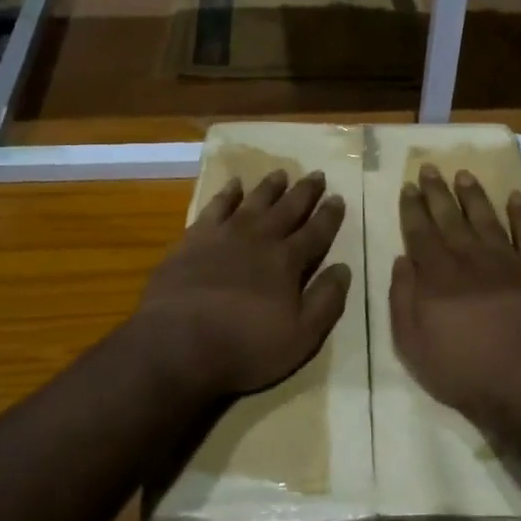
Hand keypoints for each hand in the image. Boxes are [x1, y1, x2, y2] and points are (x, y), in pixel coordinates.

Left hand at [133, 169, 351, 401]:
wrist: (177, 343)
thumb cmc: (244, 347)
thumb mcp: (301, 337)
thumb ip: (326, 301)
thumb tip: (343, 268)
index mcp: (287, 262)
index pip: (316, 232)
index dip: (329, 216)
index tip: (338, 197)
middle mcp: (259, 239)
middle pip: (288, 209)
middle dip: (305, 192)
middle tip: (316, 174)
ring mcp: (224, 235)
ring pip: (254, 202)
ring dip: (269, 187)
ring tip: (281, 173)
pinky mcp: (193, 239)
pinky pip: (215, 207)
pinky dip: (227, 194)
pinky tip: (233, 185)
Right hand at [389, 165, 520, 431]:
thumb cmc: (465, 370)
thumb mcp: (413, 346)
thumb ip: (403, 300)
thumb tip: (402, 260)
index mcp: (436, 276)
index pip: (419, 232)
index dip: (412, 208)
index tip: (408, 186)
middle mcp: (469, 258)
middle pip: (449, 218)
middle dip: (437, 192)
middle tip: (429, 167)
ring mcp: (506, 260)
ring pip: (486, 218)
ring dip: (474, 195)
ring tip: (464, 174)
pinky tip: (515, 197)